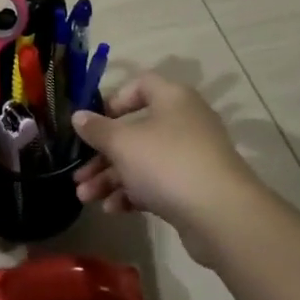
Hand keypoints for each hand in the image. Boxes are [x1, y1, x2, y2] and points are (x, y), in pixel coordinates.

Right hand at [72, 72, 264, 263]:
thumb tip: (78, 116)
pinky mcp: (193, 188)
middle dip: (102, 155)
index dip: (114, 100)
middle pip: (135, 131)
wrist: (221, 215)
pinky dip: (133, 194)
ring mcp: (190, 157)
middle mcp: (184, 122)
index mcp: (172, 99)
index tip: (94, 122)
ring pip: (142, 161)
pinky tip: (112, 210)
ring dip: (111, 178)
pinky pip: (156, 184)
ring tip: (85, 198)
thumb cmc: (167, 163)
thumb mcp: (122, 143)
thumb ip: (97, 129)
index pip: (141, 85)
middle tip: (77, 174)